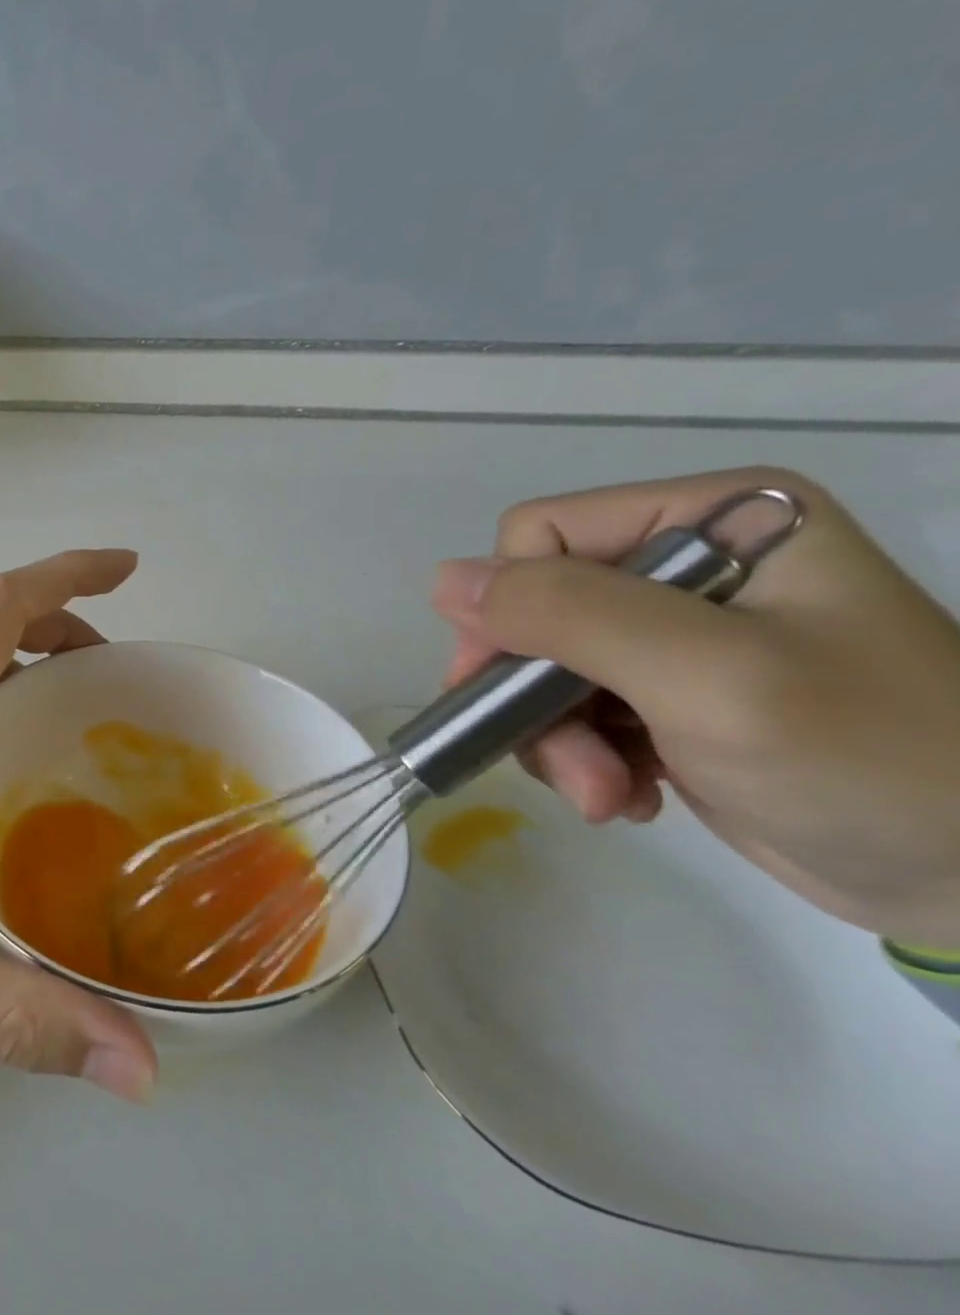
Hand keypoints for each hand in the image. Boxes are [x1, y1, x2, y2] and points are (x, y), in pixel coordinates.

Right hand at [431, 467, 959, 949]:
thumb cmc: (871, 761)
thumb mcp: (709, 676)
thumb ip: (570, 615)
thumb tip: (443, 582)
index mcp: (711, 519)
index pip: (541, 537)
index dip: (512, 611)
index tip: (518, 692)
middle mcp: (683, 564)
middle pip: (533, 607)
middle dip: (535, 693)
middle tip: (574, 768)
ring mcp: (674, 631)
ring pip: (539, 664)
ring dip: (555, 737)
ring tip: (609, 795)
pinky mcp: (665, 692)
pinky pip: (570, 705)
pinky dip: (582, 756)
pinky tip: (629, 794)